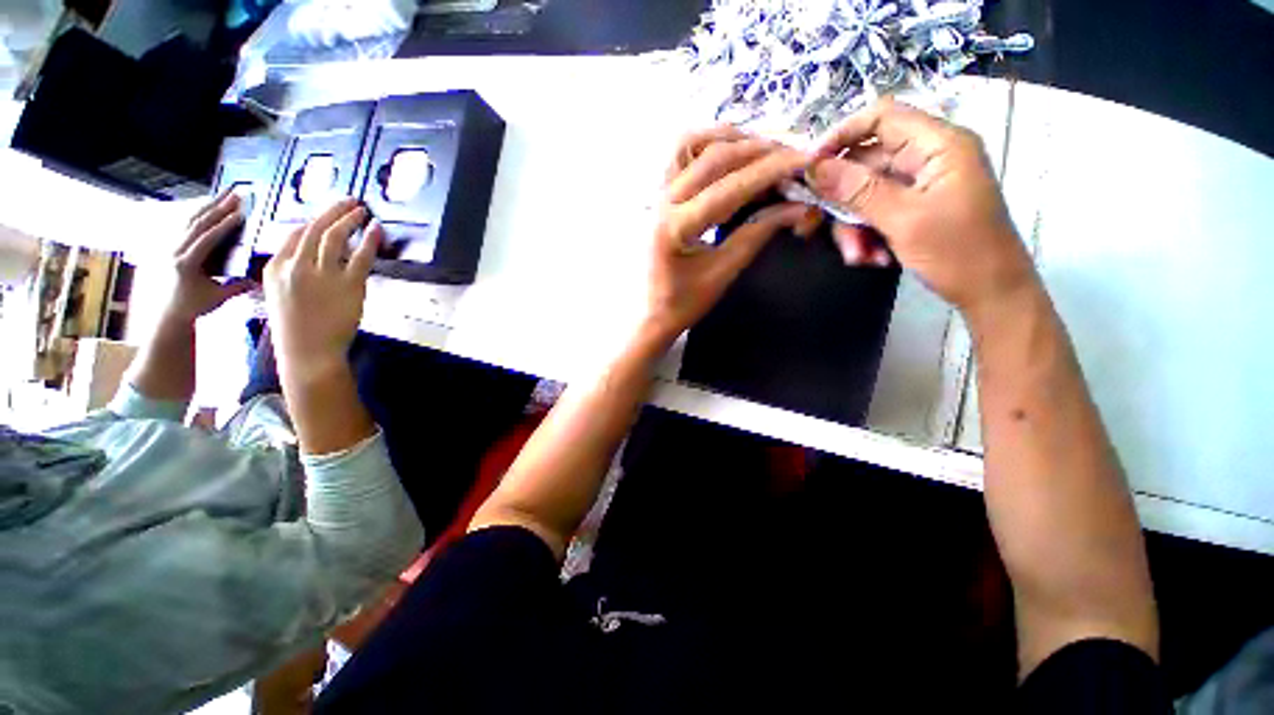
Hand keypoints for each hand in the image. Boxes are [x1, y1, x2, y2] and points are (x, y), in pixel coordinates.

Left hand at [164, 192, 255, 322]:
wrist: (170, 311)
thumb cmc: (195, 306)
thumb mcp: (218, 298)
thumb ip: (237, 287)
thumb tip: (259, 279)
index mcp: (185, 263)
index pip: (206, 239)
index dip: (223, 226)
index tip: (240, 213)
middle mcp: (176, 250)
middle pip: (198, 223)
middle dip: (218, 207)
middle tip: (236, 194)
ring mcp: (173, 245)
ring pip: (191, 219)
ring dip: (210, 205)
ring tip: (226, 193)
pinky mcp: (175, 244)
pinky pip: (188, 223)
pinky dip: (201, 212)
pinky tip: (212, 204)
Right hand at [264, 198, 380, 382]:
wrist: (308, 352)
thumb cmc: (296, 328)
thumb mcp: (279, 295)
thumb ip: (289, 273)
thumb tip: (307, 256)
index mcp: (275, 267)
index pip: (295, 234)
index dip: (315, 220)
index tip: (329, 213)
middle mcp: (296, 266)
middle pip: (316, 229)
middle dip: (334, 210)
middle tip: (350, 200)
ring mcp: (322, 275)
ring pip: (336, 237)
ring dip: (350, 219)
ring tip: (362, 210)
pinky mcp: (349, 285)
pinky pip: (361, 256)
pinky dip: (370, 240)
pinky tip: (376, 229)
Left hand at [646, 126, 817, 340]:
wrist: (648, 314)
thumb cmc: (682, 303)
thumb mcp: (721, 273)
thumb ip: (757, 235)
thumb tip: (799, 206)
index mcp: (675, 227)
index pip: (730, 187)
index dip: (771, 170)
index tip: (806, 160)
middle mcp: (661, 201)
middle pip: (713, 157)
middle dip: (758, 151)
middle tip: (791, 157)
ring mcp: (655, 195)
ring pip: (690, 144)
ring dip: (729, 140)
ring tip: (761, 151)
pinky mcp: (656, 196)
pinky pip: (679, 156)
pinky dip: (707, 146)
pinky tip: (729, 156)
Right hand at [809, 98, 1038, 317]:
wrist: (990, 293)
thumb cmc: (958, 252)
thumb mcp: (904, 220)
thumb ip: (858, 190)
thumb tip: (815, 168)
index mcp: (939, 145)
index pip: (881, 117)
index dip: (841, 135)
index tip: (810, 166)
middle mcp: (929, 157)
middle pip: (867, 162)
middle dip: (843, 199)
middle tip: (817, 226)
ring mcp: (922, 184)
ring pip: (866, 192)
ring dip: (853, 225)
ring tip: (858, 255)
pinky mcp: (915, 207)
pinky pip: (876, 211)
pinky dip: (867, 234)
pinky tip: (872, 258)